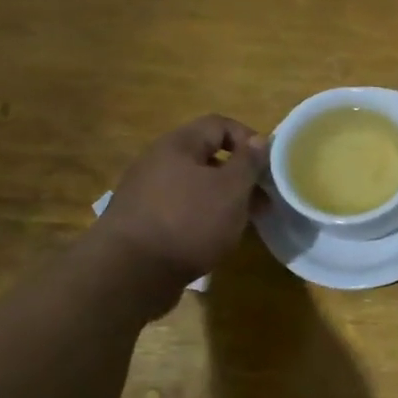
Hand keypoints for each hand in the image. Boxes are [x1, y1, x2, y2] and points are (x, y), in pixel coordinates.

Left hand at [92, 115, 267, 307]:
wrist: (129, 273)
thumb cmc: (189, 222)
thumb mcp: (231, 189)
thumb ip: (249, 162)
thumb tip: (259, 140)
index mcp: (178, 145)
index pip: (219, 124)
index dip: (249, 139)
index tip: (268, 167)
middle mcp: (158, 161)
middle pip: (207, 156)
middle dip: (240, 175)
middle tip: (262, 199)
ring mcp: (146, 192)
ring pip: (196, 185)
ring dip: (223, 198)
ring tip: (243, 222)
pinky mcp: (141, 220)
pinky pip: (181, 207)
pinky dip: (202, 216)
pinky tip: (213, 237)